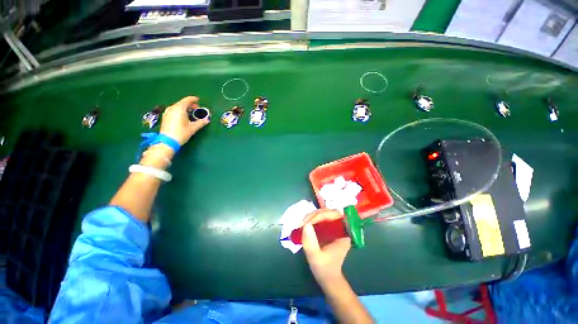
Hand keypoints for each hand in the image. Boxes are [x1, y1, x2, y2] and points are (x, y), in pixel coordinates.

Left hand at [160, 96, 209, 144]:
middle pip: (182, 103)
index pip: (187, 100)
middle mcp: (172, 108)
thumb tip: (207, 120)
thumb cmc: (181, 133)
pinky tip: (184, 116)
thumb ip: (201, 122)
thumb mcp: (193, 128)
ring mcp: (168, 112)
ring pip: (178, 106)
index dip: (193, 99)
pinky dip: (180, 111)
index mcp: (179, 108)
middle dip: (190, 104)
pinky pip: (174, 110)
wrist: (167, 141)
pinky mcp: (166, 117)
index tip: (198, 100)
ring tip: (191, 112)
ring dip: (185, 108)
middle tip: (197, 108)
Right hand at [301, 209, 350, 285]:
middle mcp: (341, 227)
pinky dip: (311, 219)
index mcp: (344, 233)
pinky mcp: (328, 228)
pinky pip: (319, 218)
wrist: (328, 278)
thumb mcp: (316, 258)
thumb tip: (306, 225)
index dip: (321, 215)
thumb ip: (310, 243)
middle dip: (314, 215)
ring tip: (301, 225)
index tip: (308, 223)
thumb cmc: (325, 270)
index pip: (334, 215)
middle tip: (302, 224)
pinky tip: (304, 225)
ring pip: (323, 213)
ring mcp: (334, 227)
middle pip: (328, 212)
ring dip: (311, 217)